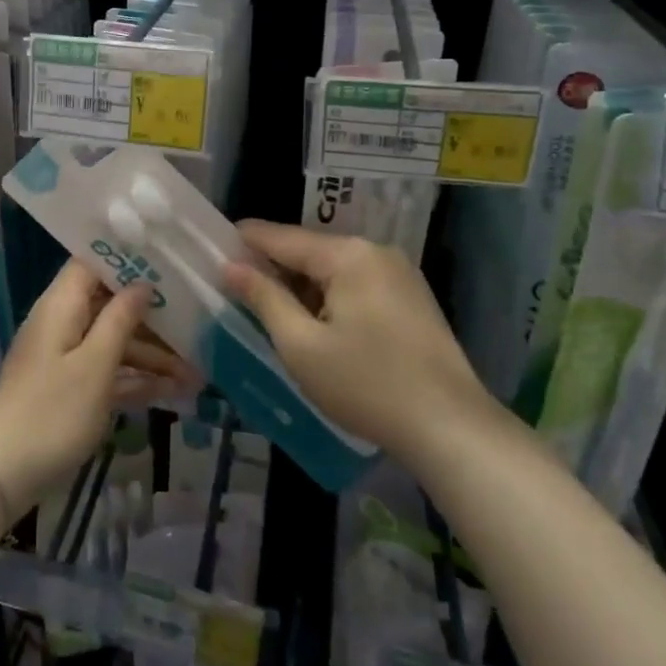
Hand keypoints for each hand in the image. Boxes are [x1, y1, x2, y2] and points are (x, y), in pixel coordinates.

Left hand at [0, 263, 191, 515]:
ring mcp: (66, 358)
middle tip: (196, 325)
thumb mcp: (94, 364)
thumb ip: (120, 319)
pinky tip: (174, 393)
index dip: (128, 261)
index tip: (167, 264)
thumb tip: (142, 284)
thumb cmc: (52, 412)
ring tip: (197, 374)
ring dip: (152, 356)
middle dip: (153, 318)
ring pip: (114, 343)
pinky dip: (136, 380)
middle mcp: (63, 324)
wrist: (0, 474)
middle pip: (110, 306)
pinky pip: (108, 373)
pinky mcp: (70, 390)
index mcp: (62, 305)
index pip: (93, 264)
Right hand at [221, 222, 498, 458]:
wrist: (452, 428)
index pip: (282, 237)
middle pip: (309, 251)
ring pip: (333, 270)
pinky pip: (356, 284)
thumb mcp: (301, 345)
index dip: (245, 241)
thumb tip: (230, 266)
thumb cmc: (366, 385)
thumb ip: (264, 298)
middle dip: (274, 268)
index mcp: (347, 255)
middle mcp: (375, 251)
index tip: (213, 246)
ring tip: (270, 308)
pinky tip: (316, 324)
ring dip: (302, 286)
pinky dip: (330, 297)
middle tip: (237, 287)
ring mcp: (399, 273)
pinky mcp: (412, 298)